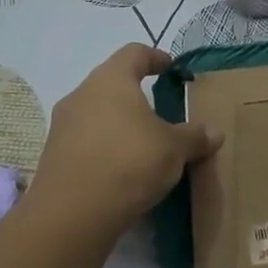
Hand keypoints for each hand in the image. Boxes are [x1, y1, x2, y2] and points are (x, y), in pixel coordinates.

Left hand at [29, 44, 218, 230]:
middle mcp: (81, 95)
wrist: (72, 213)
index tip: (170, 68)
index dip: (155, 57)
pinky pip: (85, 142)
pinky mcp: (54, 156)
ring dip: (118, 123)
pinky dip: (104, 148)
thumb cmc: (129, 162)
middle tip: (160, 112)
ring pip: (96, 114)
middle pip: (111, 83)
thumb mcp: (174, 149)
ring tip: (142, 144)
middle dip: (135, 95)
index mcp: (111, 80)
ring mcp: (62, 126)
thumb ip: (194, 137)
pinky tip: (121, 169)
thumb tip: (214, 133)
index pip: (134, 53)